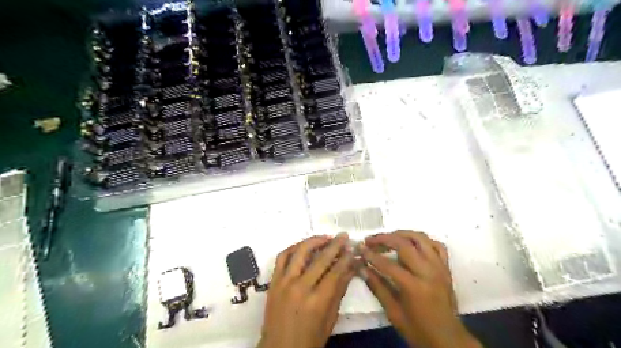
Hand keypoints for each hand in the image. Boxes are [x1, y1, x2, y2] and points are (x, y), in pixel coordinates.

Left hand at [257, 233, 354, 347]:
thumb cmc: (309, 340)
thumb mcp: (330, 319)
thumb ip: (339, 291)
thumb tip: (351, 268)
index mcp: (317, 301)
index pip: (336, 271)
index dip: (346, 258)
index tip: (353, 249)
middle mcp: (300, 287)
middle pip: (320, 259)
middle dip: (335, 245)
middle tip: (344, 236)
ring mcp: (284, 282)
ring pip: (299, 251)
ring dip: (314, 241)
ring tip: (325, 237)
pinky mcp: (273, 281)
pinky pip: (282, 257)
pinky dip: (294, 248)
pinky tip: (304, 246)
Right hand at [362, 231, 481, 347]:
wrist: (448, 340)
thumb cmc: (418, 329)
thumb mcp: (393, 312)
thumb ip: (377, 287)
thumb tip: (361, 268)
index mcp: (414, 287)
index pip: (388, 264)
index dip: (371, 255)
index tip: (360, 248)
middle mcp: (428, 272)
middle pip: (404, 244)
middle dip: (383, 239)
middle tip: (370, 240)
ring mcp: (439, 268)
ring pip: (421, 239)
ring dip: (402, 234)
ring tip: (388, 237)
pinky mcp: (446, 268)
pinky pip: (436, 246)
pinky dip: (423, 241)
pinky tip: (412, 243)